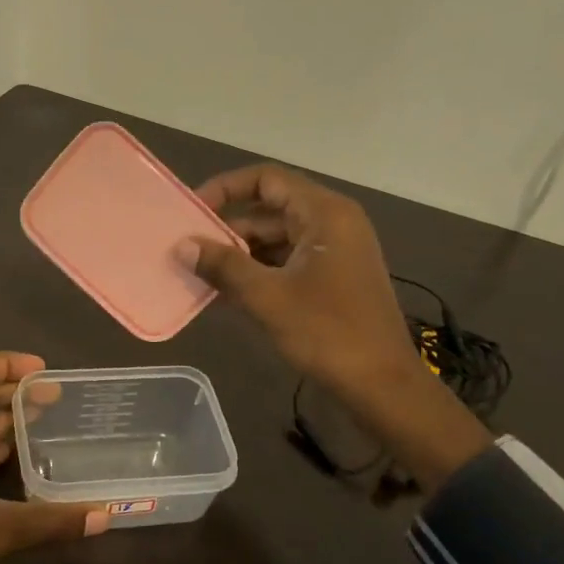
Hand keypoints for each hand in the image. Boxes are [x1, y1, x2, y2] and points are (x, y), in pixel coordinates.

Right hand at [184, 165, 491, 491]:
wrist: (381, 383)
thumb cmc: (327, 333)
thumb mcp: (268, 297)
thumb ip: (224, 266)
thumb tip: (182, 246)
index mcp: (324, 214)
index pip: (266, 180)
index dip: (225, 189)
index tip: (191, 212)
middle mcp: (331, 223)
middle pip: (269, 209)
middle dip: (226, 229)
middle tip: (187, 250)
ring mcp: (333, 252)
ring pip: (275, 240)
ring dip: (238, 255)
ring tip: (197, 274)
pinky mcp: (331, 279)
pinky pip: (285, 264)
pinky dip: (256, 274)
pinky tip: (223, 295)